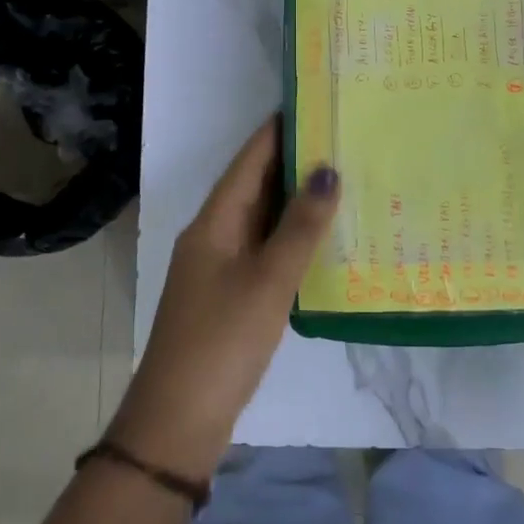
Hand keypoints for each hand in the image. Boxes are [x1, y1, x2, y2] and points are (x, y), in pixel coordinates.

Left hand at [108, 117, 339, 479]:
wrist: (178, 421)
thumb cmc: (222, 341)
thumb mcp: (267, 280)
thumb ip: (300, 226)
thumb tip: (328, 170)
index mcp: (214, 222)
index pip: (249, 159)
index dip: (279, 130)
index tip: (317, 103)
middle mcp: (214, 235)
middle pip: (256, 185)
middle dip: (296, 161)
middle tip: (345, 139)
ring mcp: (221, 267)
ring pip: (263, 219)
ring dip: (297, 200)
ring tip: (345, 179)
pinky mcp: (231, 295)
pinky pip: (265, 250)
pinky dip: (293, 237)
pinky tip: (325, 239)